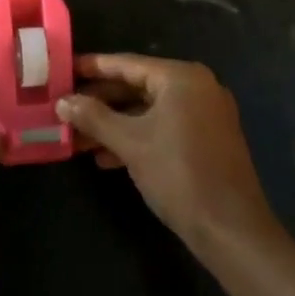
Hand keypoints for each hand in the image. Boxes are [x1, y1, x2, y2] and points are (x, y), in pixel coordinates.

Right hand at [59, 54, 276, 257]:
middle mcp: (196, 87)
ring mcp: (205, 114)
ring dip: (114, 124)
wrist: (232, 231)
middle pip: (137, 87)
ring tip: (79, 139)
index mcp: (181, 77)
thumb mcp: (129, 143)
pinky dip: (137, 137)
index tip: (63, 70)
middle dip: (100, 103)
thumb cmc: (179, 175)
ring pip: (149, 110)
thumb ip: (93, 117)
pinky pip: (164, 127)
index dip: (92, 67)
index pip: (126, 64)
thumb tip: (62, 102)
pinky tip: (107, 158)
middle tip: (66, 109)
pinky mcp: (208, 139)